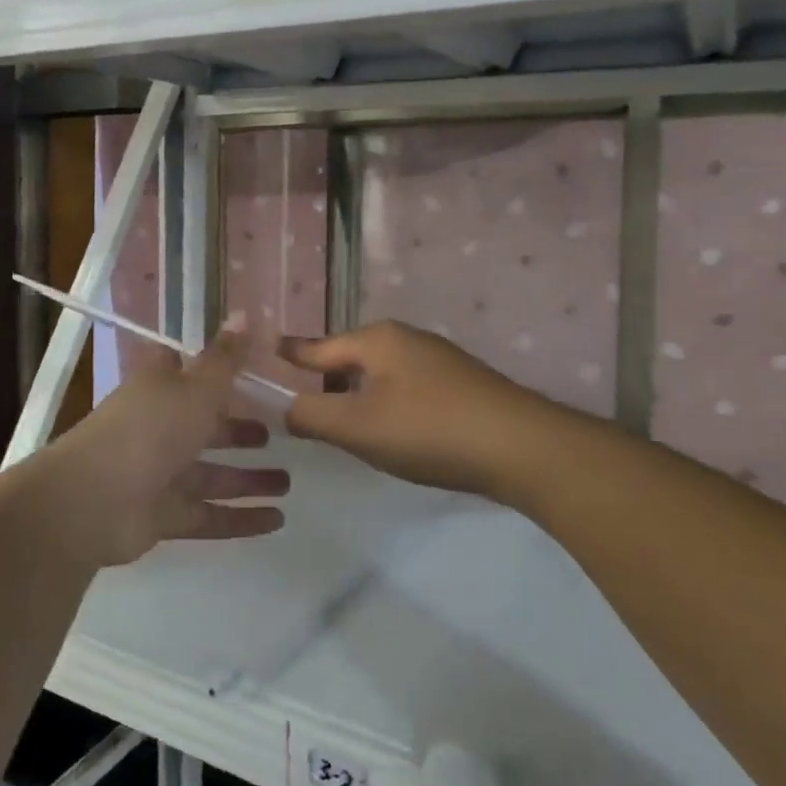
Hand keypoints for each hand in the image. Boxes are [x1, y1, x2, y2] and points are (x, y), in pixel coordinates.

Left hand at [30, 320, 289, 568]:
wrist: (92, 502)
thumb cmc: (149, 429)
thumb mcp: (196, 387)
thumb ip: (226, 358)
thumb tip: (246, 312)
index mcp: (161, 388)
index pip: (186, 369)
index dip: (215, 367)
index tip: (253, 369)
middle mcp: (160, 427)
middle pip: (205, 426)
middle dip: (239, 430)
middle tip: (277, 432)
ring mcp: (160, 473)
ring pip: (212, 474)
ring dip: (248, 479)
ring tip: (287, 482)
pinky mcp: (164, 515)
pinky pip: (210, 515)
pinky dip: (241, 518)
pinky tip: (277, 520)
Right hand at [281, 321, 558, 499]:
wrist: (520, 447)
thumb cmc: (428, 429)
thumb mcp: (357, 426)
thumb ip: (312, 414)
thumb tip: (287, 408)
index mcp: (377, 339)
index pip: (317, 347)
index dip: (289, 355)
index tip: (265, 352)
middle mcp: (407, 339)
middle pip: (350, 359)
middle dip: (326, 384)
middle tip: (305, 414)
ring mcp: (438, 360)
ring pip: (380, 377)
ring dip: (359, 399)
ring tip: (347, 431)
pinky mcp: (460, 384)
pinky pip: (406, 390)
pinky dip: (389, 408)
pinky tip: (396, 436)